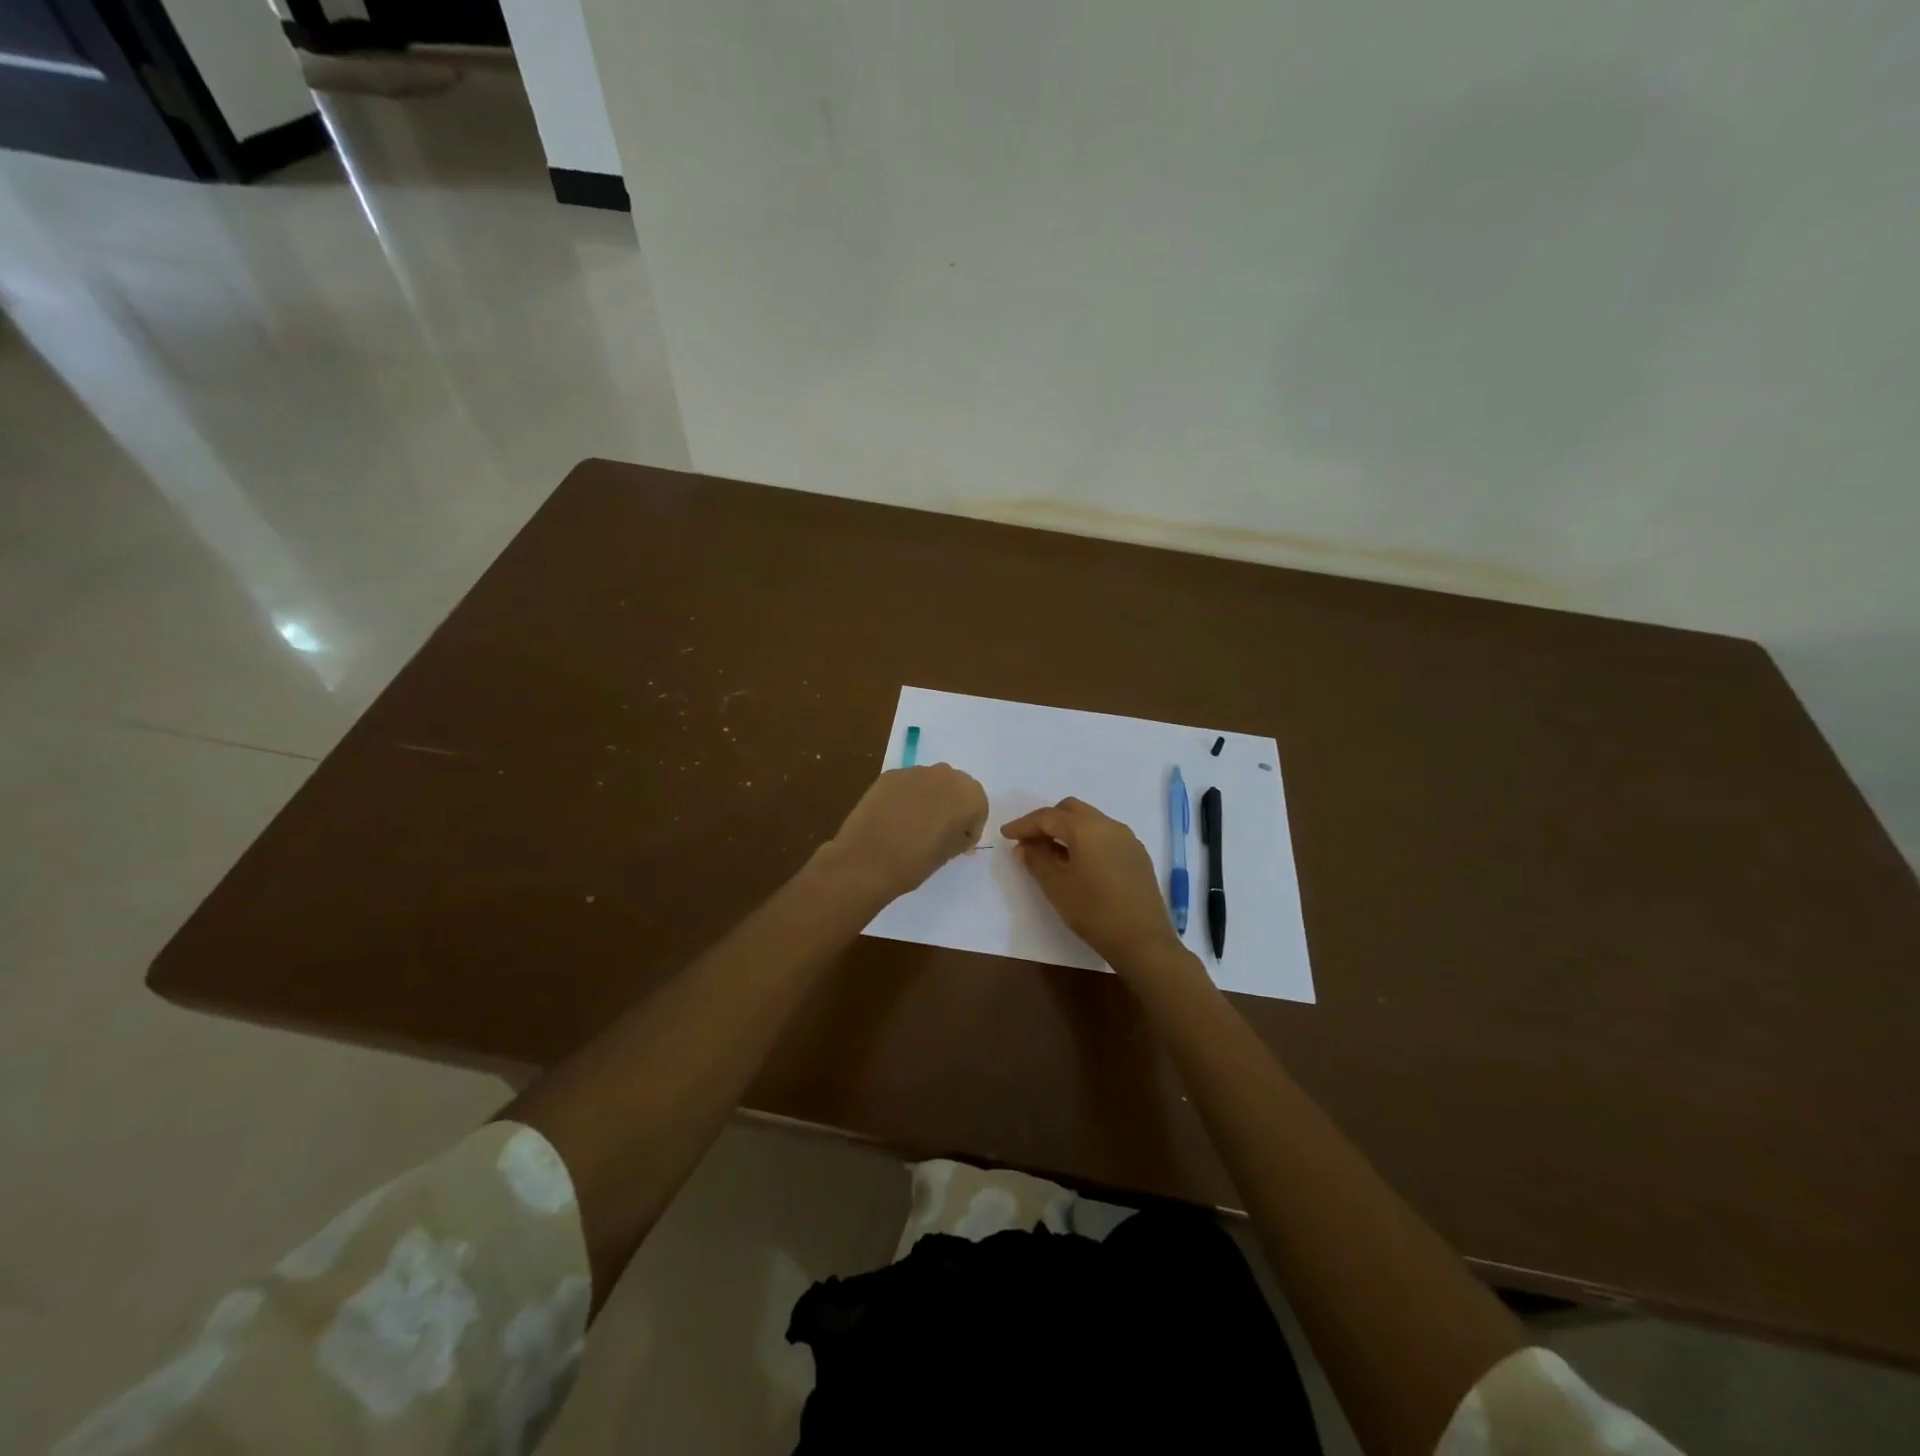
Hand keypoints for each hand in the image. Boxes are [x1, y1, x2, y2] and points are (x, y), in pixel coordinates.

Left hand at [824, 765, 988, 900]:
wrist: (867, 860)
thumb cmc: (915, 862)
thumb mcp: (949, 853)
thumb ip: (959, 836)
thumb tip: (957, 831)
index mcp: (969, 796)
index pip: (978, 807)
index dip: (970, 825)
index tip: (958, 842)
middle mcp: (946, 775)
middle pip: (956, 787)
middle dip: (952, 805)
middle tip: (939, 830)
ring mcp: (916, 772)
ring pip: (931, 782)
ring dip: (929, 798)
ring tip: (914, 823)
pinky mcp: (891, 774)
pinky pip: (908, 783)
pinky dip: (907, 796)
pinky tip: (894, 817)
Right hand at [1002, 797, 1183, 968]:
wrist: (1143, 940)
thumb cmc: (1094, 911)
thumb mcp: (1056, 887)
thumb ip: (1036, 861)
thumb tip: (1024, 847)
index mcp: (1086, 828)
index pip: (1048, 816)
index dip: (1023, 824)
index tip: (1005, 835)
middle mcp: (1109, 824)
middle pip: (1071, 810)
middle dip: (1047, 821)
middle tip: (1029, 841)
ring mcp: (1127, 838)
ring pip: (1090, 821)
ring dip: (1067, 830)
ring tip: (1051, 853)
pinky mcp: (1137, 855)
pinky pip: (1105, 836)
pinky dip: (1086, 840)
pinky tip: (1079, 863)